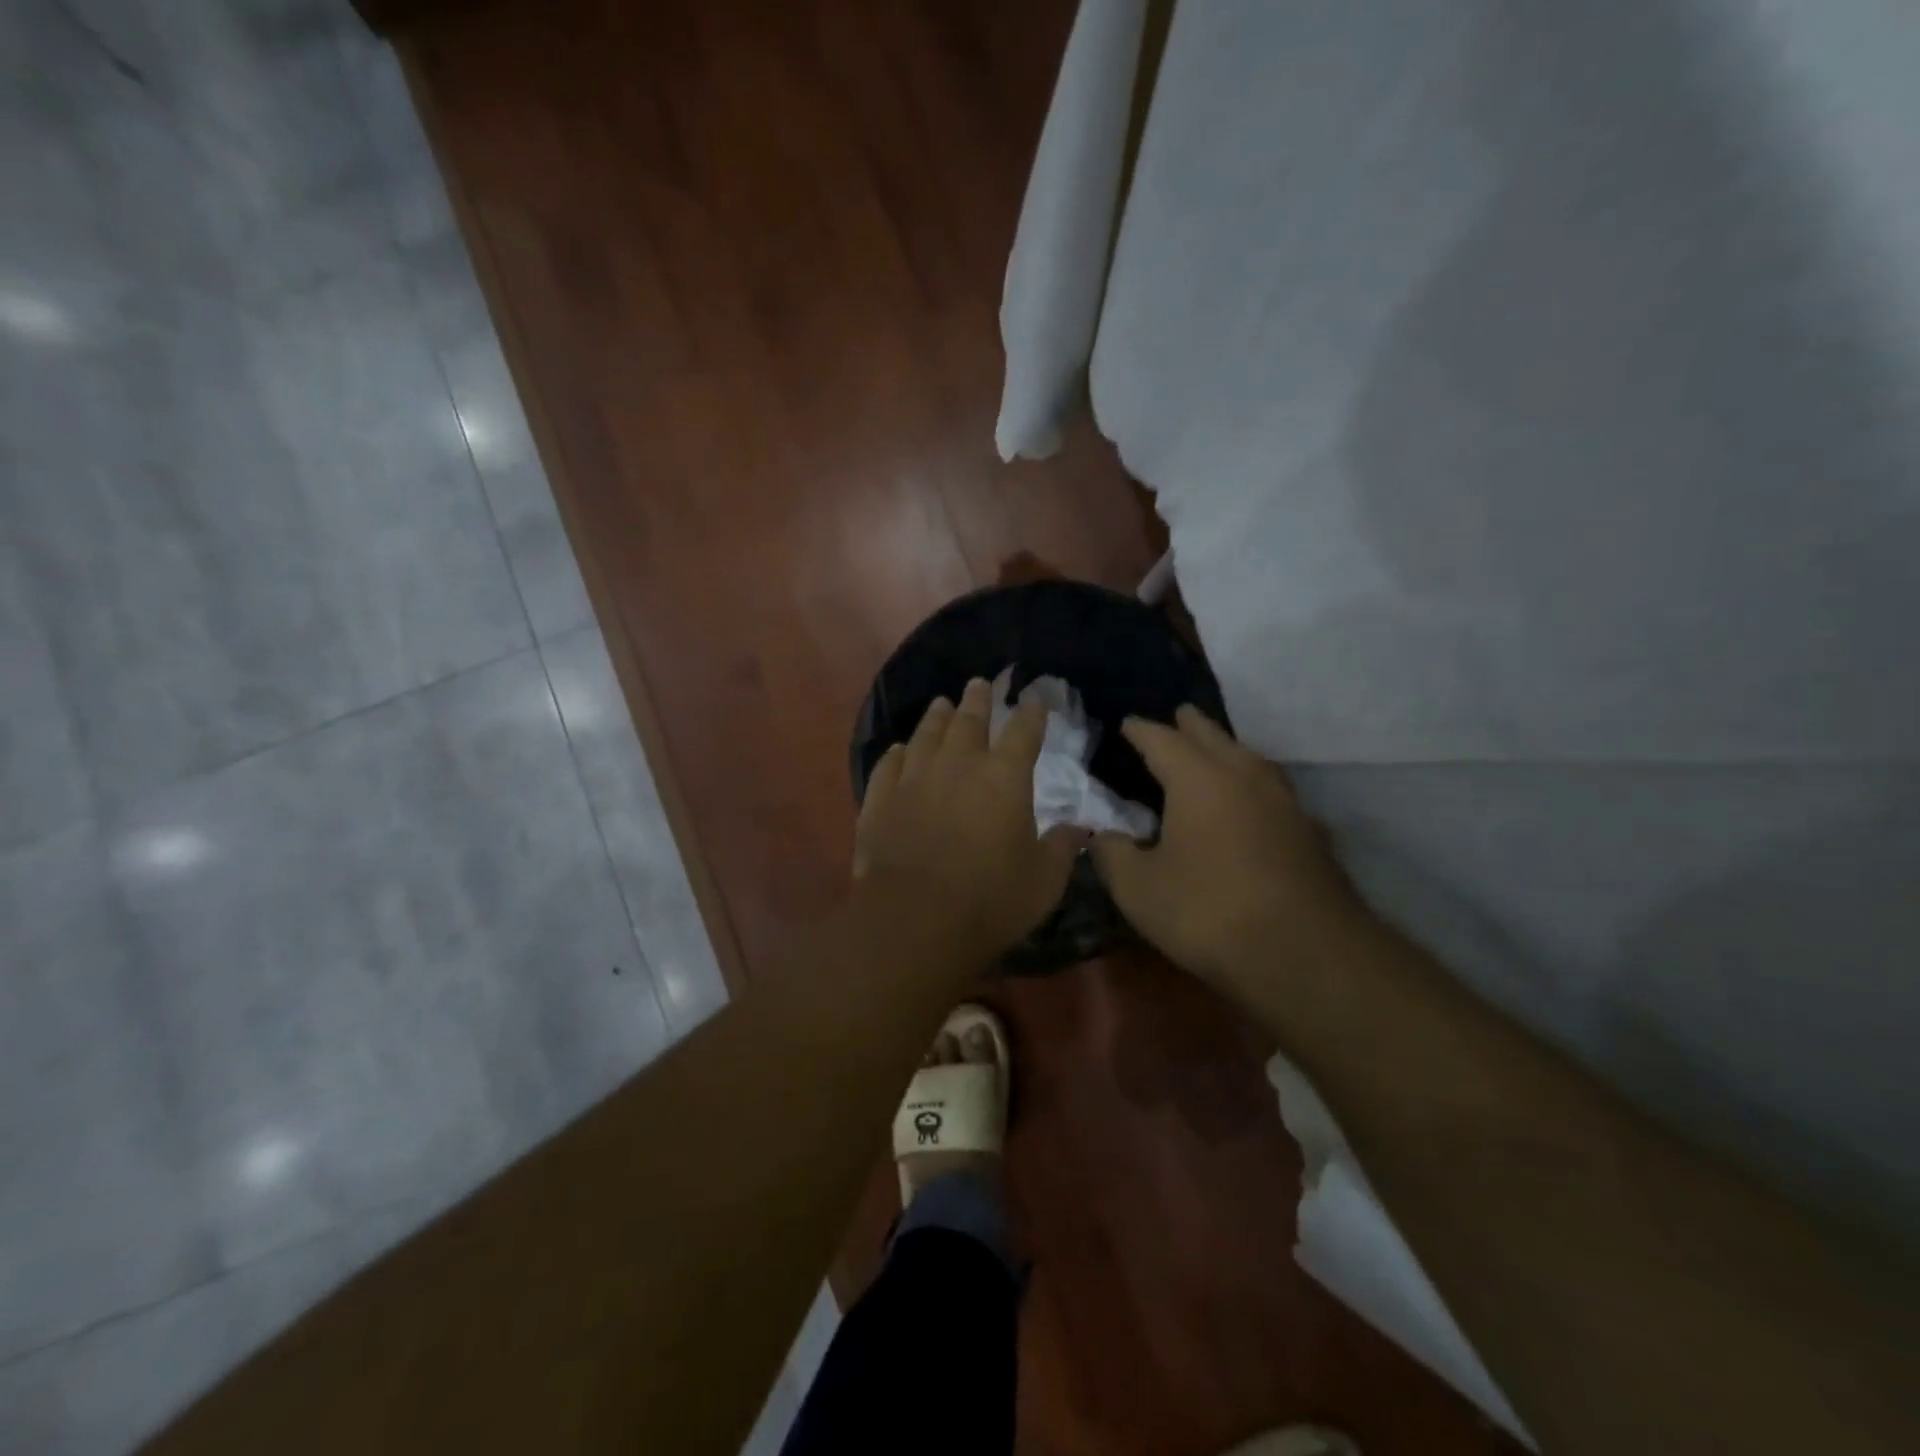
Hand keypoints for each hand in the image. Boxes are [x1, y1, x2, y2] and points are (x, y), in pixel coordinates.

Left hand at [854, 677, 1082, 956]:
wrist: (915, 919)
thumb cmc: (990, 899)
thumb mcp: (1043, 881)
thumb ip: (1061, 848)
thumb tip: (1079, 828)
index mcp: (1004, 778)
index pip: (1023, 733)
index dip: (1031, 713)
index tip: (1034, 699)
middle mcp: (958, 765)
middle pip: (969, 721)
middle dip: (978, 700)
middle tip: (980, 684)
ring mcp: (914, 778)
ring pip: (927, 734)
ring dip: (937, 716)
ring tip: (942, 703)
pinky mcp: (881, 799)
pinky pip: (889, 764)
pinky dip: (896, 753)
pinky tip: (898, 749)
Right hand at [1090, 706, 1366, 1001]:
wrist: (1306, 955)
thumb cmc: (1209, 912)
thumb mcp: (1138, 888)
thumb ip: (1111, 853)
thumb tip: (1100, 833)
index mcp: (1198, 778)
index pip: (1162, 739)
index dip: (1140, 730)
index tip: (1126, 723)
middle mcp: (1244, 775)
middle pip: (1213, 736)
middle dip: (1189, 725)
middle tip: (1176, 716)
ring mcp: (1283, 801)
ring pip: (1248, 758)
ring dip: (1225, 749)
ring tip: (1211, 752)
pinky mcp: (1308, 830)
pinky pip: (1269, 789)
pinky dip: (1249, 784)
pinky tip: (1246, 803)